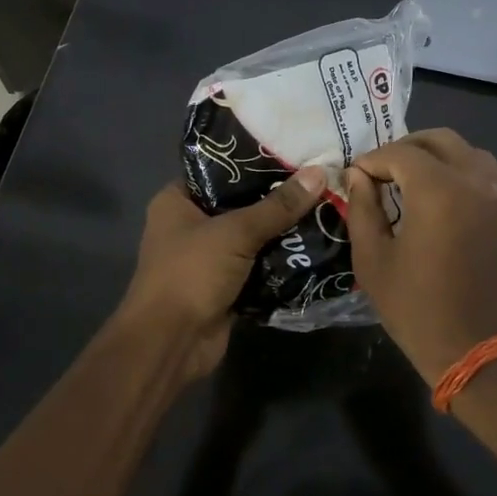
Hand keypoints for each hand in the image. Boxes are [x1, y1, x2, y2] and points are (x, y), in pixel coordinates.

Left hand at [118, 166, 326, 380]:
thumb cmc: (191, 273)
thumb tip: (320, 172)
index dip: (254, 161)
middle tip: (319, 181)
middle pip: (240, 204)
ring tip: (325, 209)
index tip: (295, 153)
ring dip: (283, 233)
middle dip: (277, 199)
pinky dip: (280, 263)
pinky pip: (258, 268)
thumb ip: (278, 206)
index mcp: (177, 201)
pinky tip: (315, 247)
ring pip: (252, 238)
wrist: (171, 342)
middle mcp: (190, 225)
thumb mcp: (235, 233)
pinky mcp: (225, 287)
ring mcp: (208, 259)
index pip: (219, 169)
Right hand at [344, 129, 496, 384]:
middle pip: (440, 140)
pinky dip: (464, 177)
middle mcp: (478, 182)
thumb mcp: (374, 262)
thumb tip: (359, 177)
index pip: (400, 153)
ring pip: (471, 154)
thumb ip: (363, 209)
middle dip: (406, 148)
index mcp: (439, 191)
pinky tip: (447, 204)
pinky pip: (490, 179)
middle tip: (384, 171)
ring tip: (415, 183)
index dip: (372, 159)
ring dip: (439, 159)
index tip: (356, 176)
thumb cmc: (419, 311)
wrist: (484, 353)